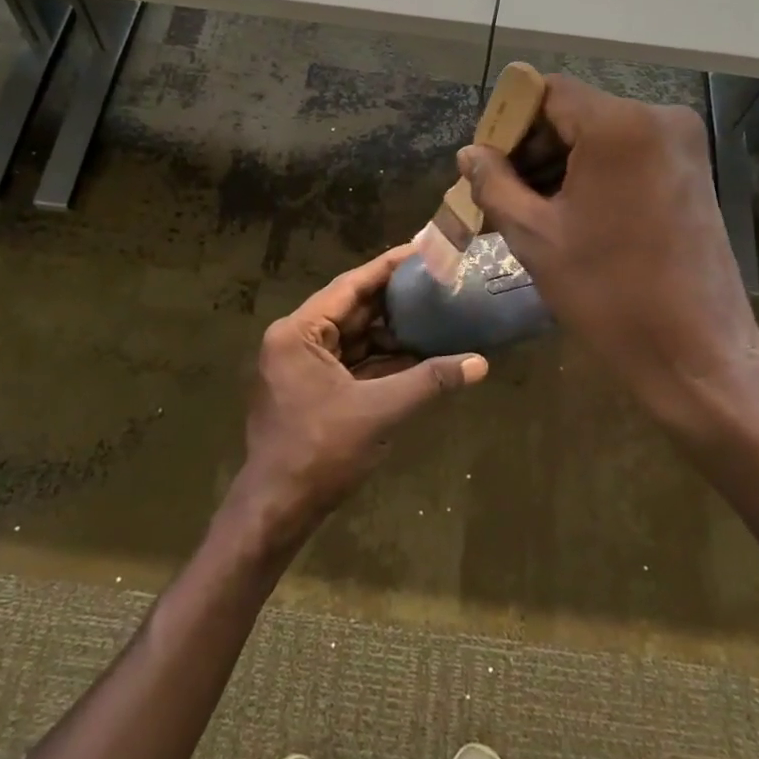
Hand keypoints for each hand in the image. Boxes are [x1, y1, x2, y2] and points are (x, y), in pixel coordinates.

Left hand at [235, 246, 486, 546]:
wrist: (277, 509)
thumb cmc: (320, 452)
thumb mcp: (379, 411)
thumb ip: (429, 381)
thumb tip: (481, 363)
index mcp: (299, 333)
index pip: (350, 287)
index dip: (388, 267)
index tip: (422, 249)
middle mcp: (296, 340)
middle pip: (352, 309)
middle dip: (394, 298)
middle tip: (436, 279)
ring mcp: (302, 366)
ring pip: (354, 336)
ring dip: (391, 329)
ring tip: (435, 310)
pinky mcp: (312, 388)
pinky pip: (351, 361)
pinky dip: (381, 357)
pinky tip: (417, 350)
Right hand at [457, 76, 758, 445]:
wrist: (697, 353)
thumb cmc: (609, 294)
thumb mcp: (535, 236)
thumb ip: (494, 184)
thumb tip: (470, 154)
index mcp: (619, 125)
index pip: (547, 92)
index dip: (509, 123)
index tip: (486, 164)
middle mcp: (659, 118)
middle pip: (575, 111)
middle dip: (533, 147)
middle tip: (501, 192)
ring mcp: (682, 145)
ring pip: (601, 134)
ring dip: (562, 162)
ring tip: (530, 209)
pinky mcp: (692, 171)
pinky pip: (628, 154)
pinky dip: (594, 173)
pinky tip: (571, 213)